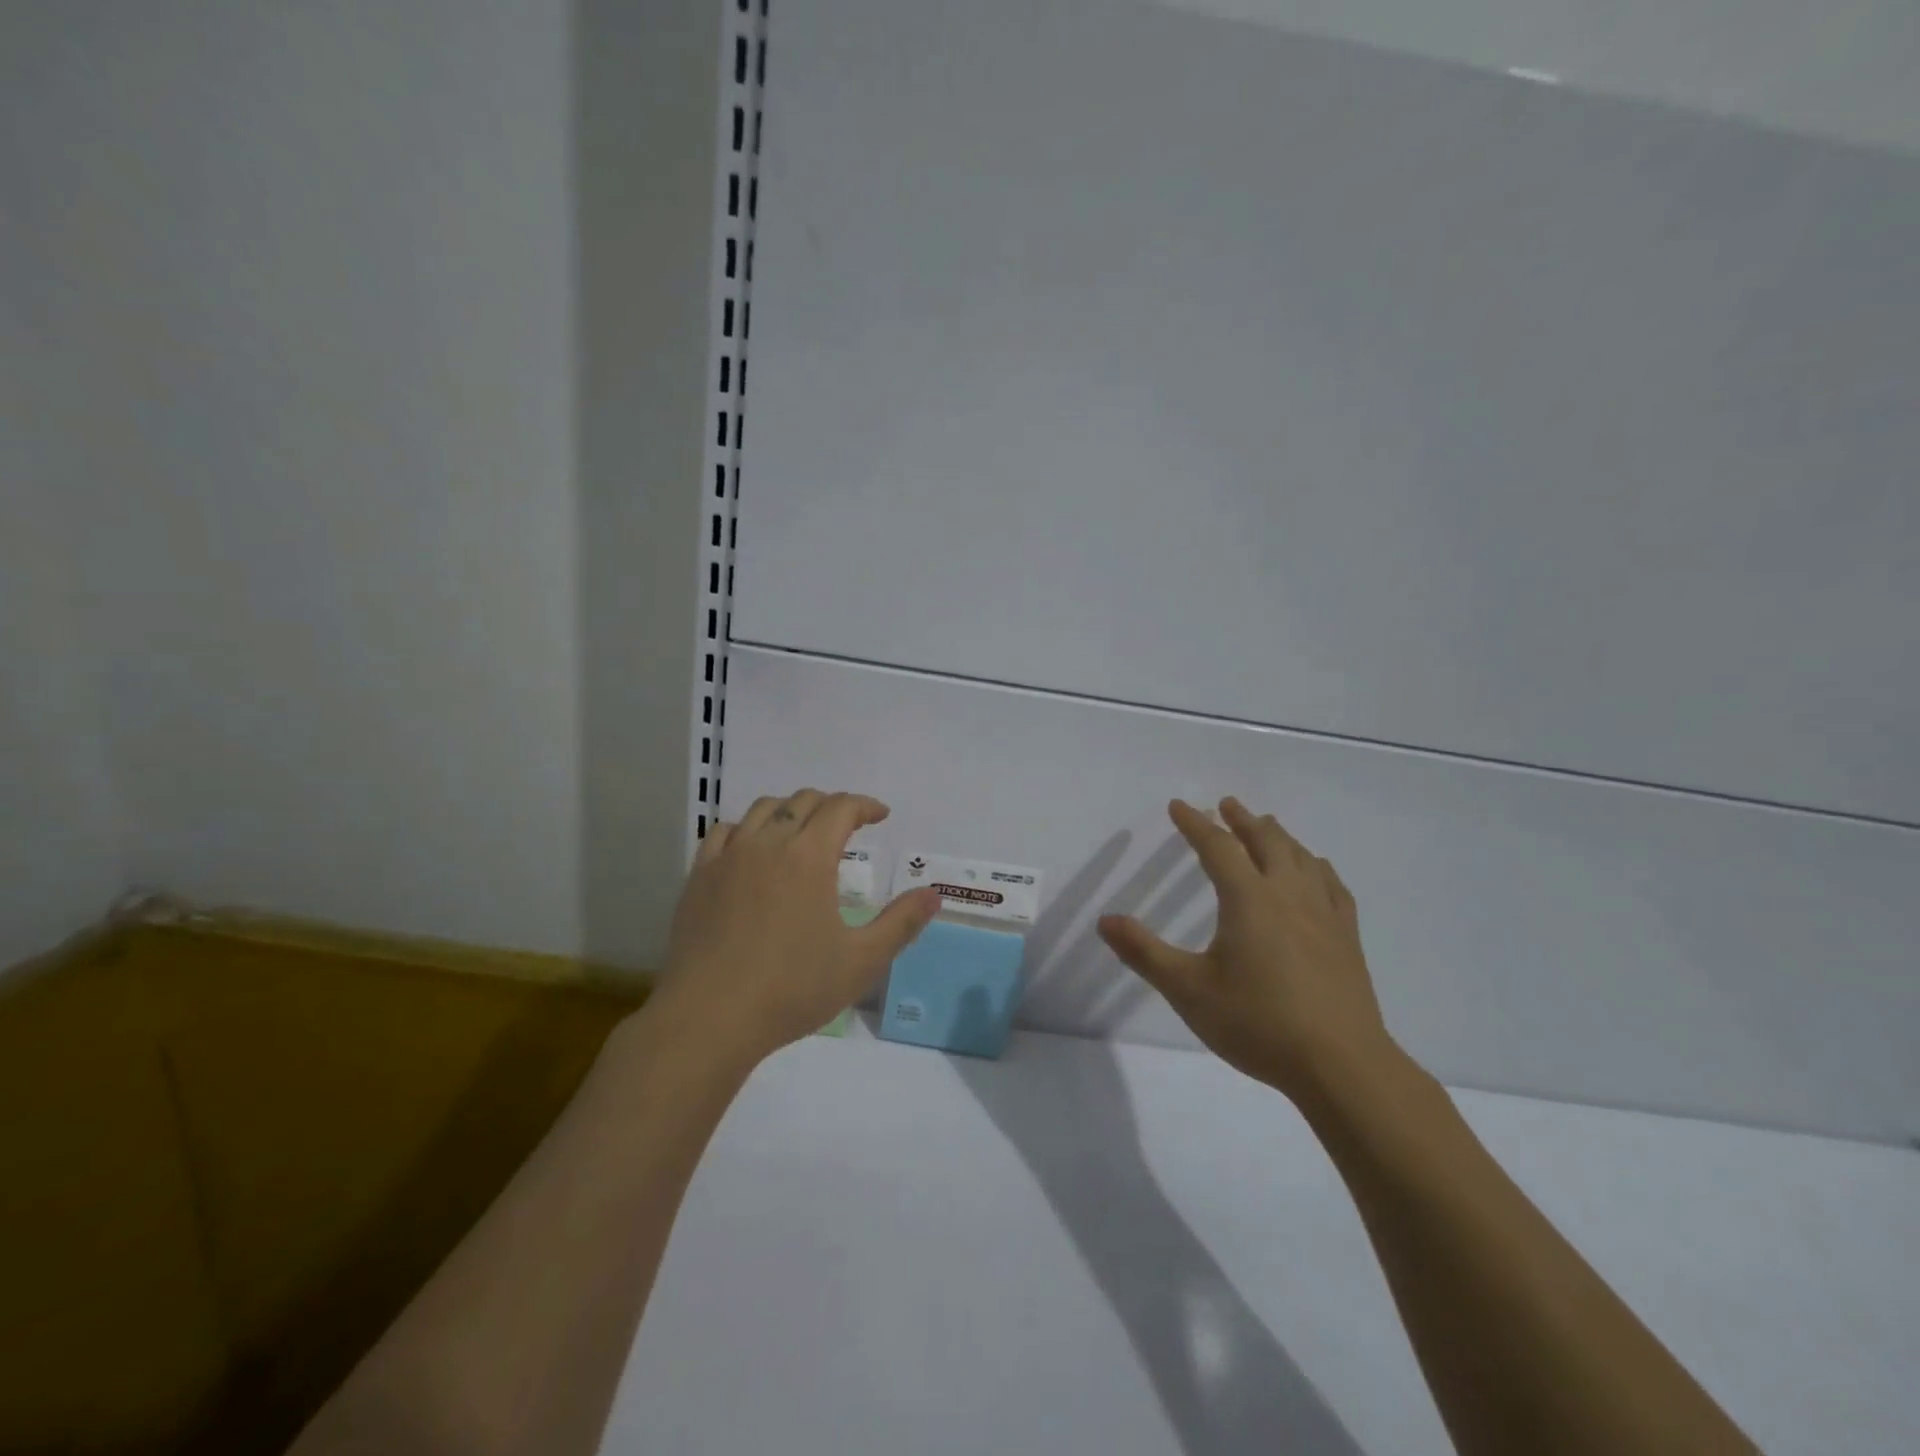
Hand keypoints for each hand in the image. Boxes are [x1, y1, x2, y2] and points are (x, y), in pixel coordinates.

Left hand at [654, 789, 942, 1064]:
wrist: (709, 1018)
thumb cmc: (792, 988)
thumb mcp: (861, 961)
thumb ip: (901, 923)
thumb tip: (934, 895)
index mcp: (809, 856)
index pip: (841, 808)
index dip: (865, 805)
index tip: (880, 815)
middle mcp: (768, 843)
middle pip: (802, 801)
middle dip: (831, 804)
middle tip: (848, 824)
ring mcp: (728, 857)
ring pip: (763, 809)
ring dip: (790, 810)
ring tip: (802, 831)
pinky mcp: (699, 876)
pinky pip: (725, 832)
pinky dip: (748, 828)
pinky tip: (752, 849)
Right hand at [1097, 797, 1396, 1104]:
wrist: (1341, 1065)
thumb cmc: (1258, 1023)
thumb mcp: (1188, 990)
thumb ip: (1144, 952)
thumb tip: (1104, 920)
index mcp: (1248, 899)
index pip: (1217, 847)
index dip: (1195, 823)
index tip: (1179, 805)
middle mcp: (1288, 894)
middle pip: (1266, 841)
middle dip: (1243, 820)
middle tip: (1227, 804)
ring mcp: (1324, 914)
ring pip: (1301, 858)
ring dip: (1279, 837)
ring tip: (1268, 827)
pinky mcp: (1347, 937)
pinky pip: (1332, 885)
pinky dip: (1317, 867)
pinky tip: (1316, 871)